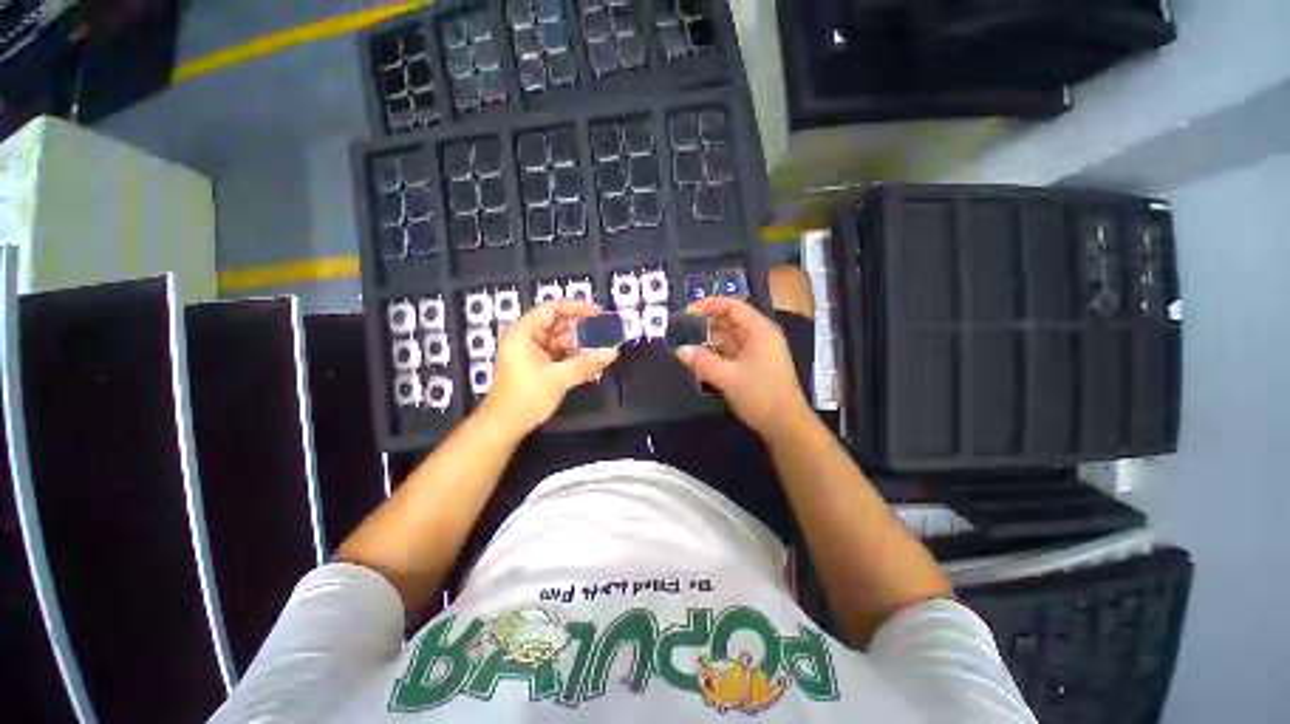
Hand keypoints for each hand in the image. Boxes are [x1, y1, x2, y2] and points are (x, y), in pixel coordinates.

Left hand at [480, 299, 618, 437]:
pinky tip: (590, 363)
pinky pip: (558, 353)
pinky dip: (573, 357)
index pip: (552, 308)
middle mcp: (526, 337)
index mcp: (524, 332)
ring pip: (560, 340)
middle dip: (582, 330)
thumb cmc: (527, 397)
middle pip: (558, 324)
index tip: (598, 312)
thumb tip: (613, 352)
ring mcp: (530, 350)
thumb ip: (587, 363)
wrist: (504, 425)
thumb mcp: (559, 378)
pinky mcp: (536, 363)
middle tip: (605, 334)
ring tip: (601, 350)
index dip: (576, 307)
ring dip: (579, 345)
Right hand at [674, 297, 811, 439]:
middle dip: (706, 325)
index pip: (732, 306)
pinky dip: (717, 354)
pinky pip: (733, 352)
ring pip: (730, 338)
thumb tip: (679, 349)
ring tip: (687, 347)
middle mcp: (760, 335)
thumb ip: (702, 361)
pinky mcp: (756, 365)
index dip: (709, 305)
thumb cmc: (760, 394)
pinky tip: (701, 362)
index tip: (687, 312)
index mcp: (759, 330)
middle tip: (682, 331)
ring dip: (710, 342)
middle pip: (730, 321)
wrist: (786, 425)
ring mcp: (758, 351)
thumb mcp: (727, 377)